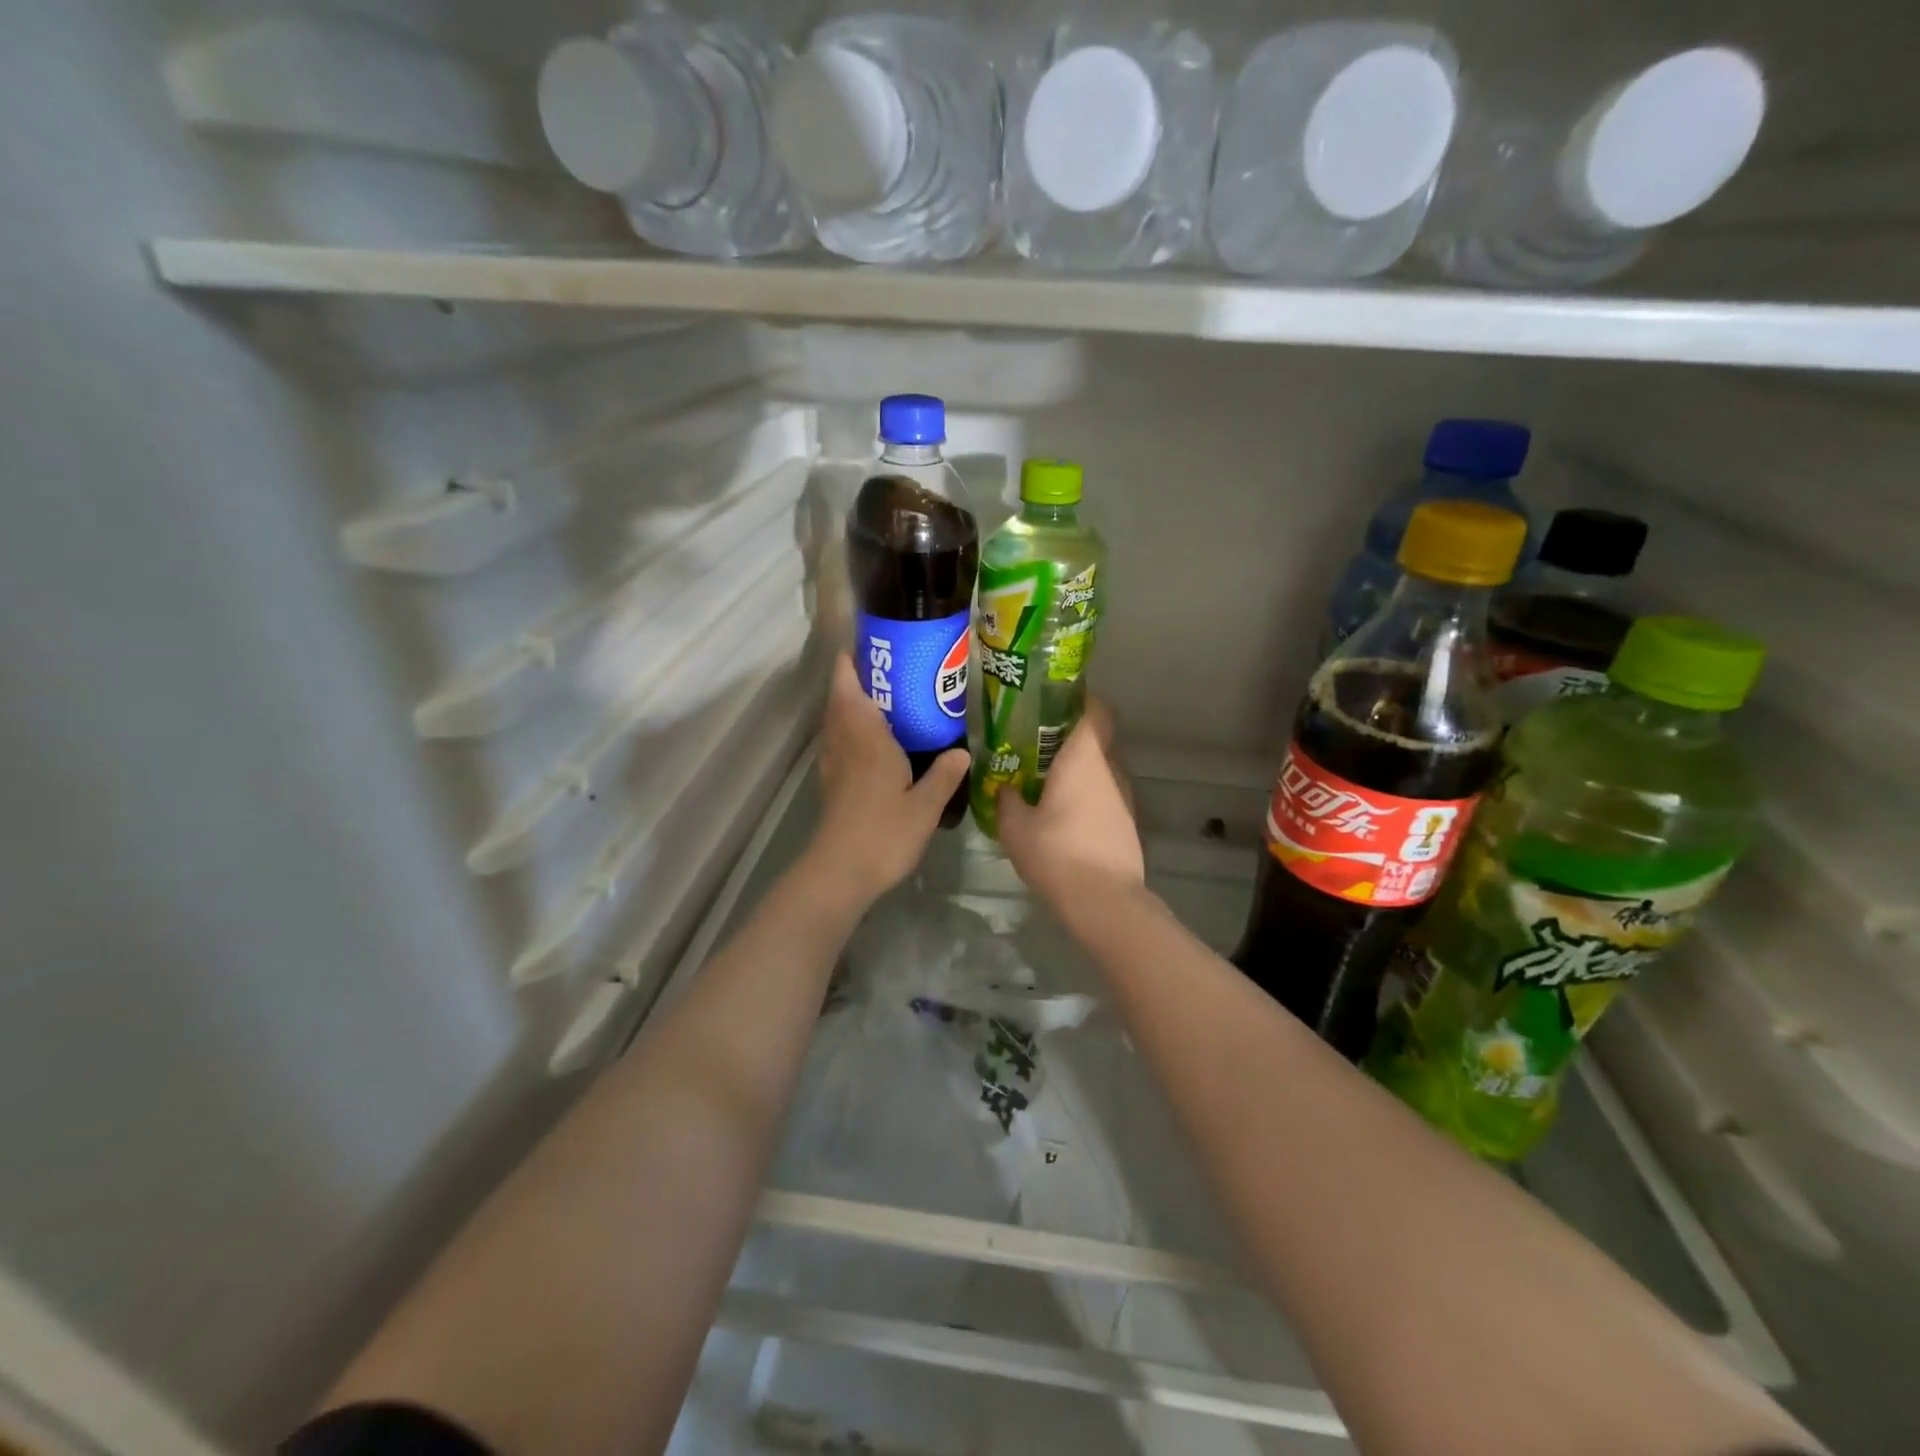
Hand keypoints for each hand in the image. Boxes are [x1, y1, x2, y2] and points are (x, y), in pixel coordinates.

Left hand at [807, 653, 968, 904]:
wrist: (841, 872)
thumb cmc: (883, 833)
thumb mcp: (925, 806)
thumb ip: (944, 776)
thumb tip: (961, 752)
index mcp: (865, 739)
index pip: (848, 688)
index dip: (851, 663)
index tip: (867, 644)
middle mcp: (844, 743)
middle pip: (839, 699)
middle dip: (855, 678)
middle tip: (890, 669)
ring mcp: (833, 764)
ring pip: (835, 721)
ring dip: (850, 703)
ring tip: (884, 699)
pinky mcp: (831, 784)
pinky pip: (837, 742)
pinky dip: (849, 729)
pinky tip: (874, 742)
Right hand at [997, 700, 1144, 912]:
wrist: (1104, 901)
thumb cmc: (1057, 853)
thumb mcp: (1015, 827)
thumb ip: (1007, 799)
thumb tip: (1005, 787)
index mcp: (1084, 757)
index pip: (1095, 709)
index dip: (1078, 700)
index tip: (1051, 704)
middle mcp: (1110, 768)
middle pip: (1095, 738)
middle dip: (1067, 739)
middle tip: (1034, 746)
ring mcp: (1124, 796)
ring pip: (1100, 769)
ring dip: (1077, 770)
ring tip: (1044, 784)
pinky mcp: (1128, 821)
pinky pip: (1105, 794)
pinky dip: (1086, 796)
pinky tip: (1062, 816)